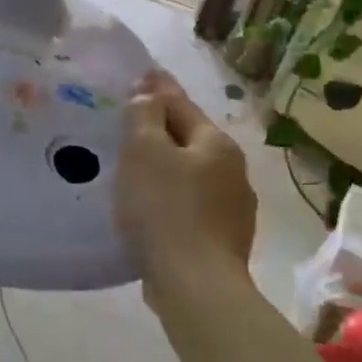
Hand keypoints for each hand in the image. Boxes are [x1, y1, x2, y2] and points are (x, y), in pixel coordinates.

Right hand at [116, 70, 257, 288]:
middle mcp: (233, 171)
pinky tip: (151, 211)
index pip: (181, 105)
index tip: (141, 76)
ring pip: (191, 176)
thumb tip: (149, 92)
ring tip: (135, 172)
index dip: (157, 89)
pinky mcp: (222, 241)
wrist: (195, 285)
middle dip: (162, 131)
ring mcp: (233, 209)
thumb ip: (144, 115)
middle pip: (189, 140)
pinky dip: (171, 200)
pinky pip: (190, 207)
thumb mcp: (144, 151)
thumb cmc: (165, 209)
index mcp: (217, 144)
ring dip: (167, 169)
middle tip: (129, 127)